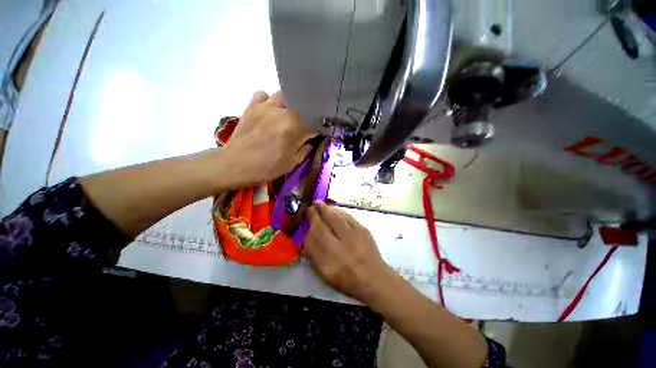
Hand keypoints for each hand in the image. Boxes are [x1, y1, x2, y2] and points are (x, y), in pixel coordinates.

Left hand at [222, 91, 314, 185]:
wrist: (236, 164)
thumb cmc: (266, 167)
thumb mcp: (291, 164)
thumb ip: (304, 150)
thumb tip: (310, 141)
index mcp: (295, 128)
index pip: (314, 123)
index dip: (317, 129)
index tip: (316, 134)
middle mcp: (284, 113)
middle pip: (301, 106)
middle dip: (304, 116)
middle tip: (301, 127)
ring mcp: (267, 106)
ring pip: (284, 96)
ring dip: (288, 105)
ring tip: (285, 116)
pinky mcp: (252, 106)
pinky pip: (263, 94)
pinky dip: (268, 101)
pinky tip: (268, 111)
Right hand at [303, 201, 395, 301]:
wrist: (373, 278)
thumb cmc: (346, 279)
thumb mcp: (325, 273)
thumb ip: (314, 255)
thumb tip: (307, 237)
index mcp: (329, 258)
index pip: (316, 234)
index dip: (311, 222)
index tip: (307, 214)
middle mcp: (341, 245)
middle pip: (326, 223)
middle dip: (318, 211)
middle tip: (314, 204)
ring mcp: (354, 236)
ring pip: (338, 217)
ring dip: (328, 209)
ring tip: (322, 204)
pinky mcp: (363, 230)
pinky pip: (349, 217)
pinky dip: (340, 211)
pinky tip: (336, 210)